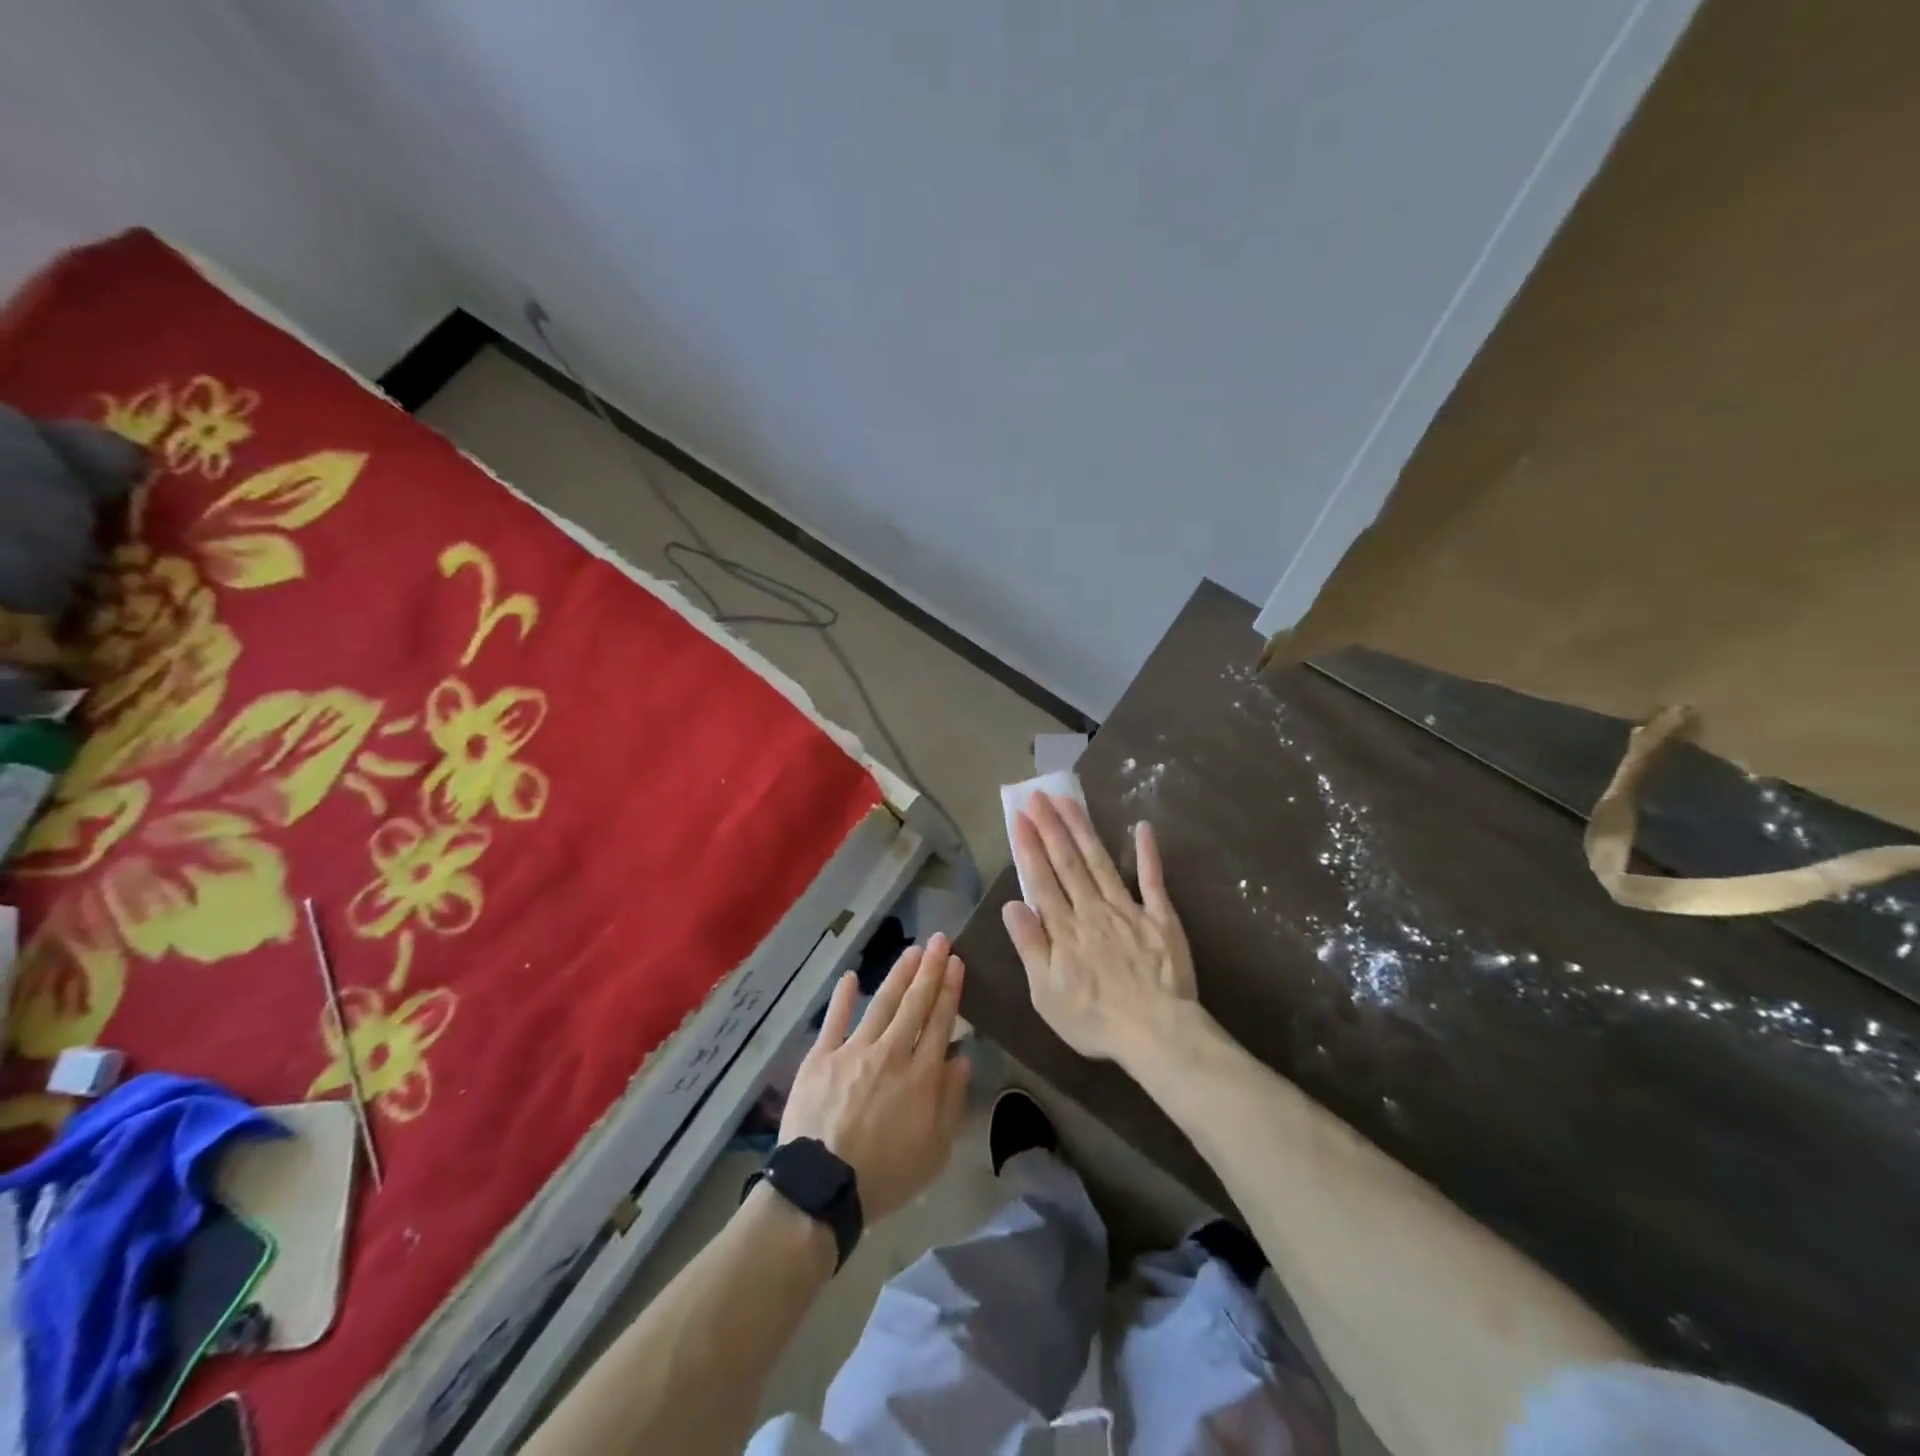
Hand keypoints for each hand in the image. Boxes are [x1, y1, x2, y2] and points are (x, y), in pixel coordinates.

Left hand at [779, 934, 971, 1222]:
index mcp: (921, 1076)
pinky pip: (834, 1021)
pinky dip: (843, 998)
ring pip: (881, 1004)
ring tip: (912, 951)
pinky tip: (851, 977)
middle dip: (929, 970)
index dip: (949, 991)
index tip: (956, 963)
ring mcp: (853, 1051)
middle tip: (940, 941)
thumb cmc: (885, 1176)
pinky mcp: (821, 1058)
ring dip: (898, 975)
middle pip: (914, 1004)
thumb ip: (950, 1101)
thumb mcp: (934, 1150)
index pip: (940, 1023)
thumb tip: (961, 1057)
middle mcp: (891, 1054)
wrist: (823, 1188)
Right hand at [1003, 793, 1196, 1063]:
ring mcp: (1128, 909)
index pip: (1041, 879)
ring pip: (1100, 861)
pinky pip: (1152, 879)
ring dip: (1082, 829)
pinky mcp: (1160, 917)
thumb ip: (1030, 946)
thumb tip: (1011, 905)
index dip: (1029, 846)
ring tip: (1068, 801)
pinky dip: (1147, 853)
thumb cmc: (1094, 1020)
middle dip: (1050, 826)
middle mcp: (1092, 910)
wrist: (1157, 1033)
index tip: (1019, 817)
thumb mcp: (1046, 994)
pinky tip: (1142, 827)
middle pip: (1068, 862)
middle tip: (1038, 795)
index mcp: (1064, 929)